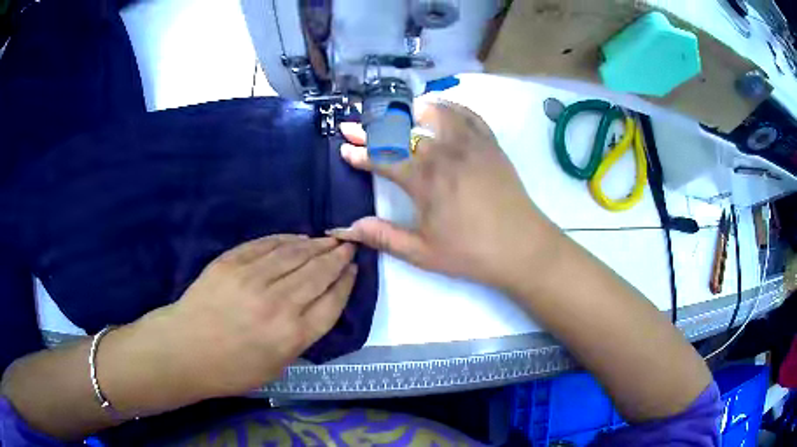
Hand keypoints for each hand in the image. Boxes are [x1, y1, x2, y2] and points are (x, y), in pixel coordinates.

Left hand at [152, 235, 356, 398]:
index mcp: (292, 336)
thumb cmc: (232, 369)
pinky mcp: (232, 263)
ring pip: (295, 254)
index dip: (346, 283)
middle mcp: (278, 304)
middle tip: (349, 245)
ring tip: (329, 238)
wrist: (185, 350)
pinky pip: (266, 245)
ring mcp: (253, 279)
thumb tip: (317, 306)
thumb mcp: (277, 367)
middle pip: (318, 273)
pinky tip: (298, 237)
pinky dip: (287, 239)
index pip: (332, 302)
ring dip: (316, 244)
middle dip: (337, 257)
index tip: (354, 269)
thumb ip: (301, 337)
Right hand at [333, 101, 560, 290]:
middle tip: (354, 125)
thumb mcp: (423, 253)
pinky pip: (467, 114)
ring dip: (410, 111)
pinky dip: (449, 108)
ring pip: (435, 112)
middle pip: (400, 131)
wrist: (522, 247)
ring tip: (398, 115)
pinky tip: (441, 112)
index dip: (359, 153)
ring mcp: (470, 144)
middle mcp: (444, 153)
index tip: (344, 149)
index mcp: (425, 180)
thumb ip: (383, 237)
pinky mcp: (490, 144)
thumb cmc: (471, 253)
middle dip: (371, 128)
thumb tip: (347, 228)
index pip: (382, 158)